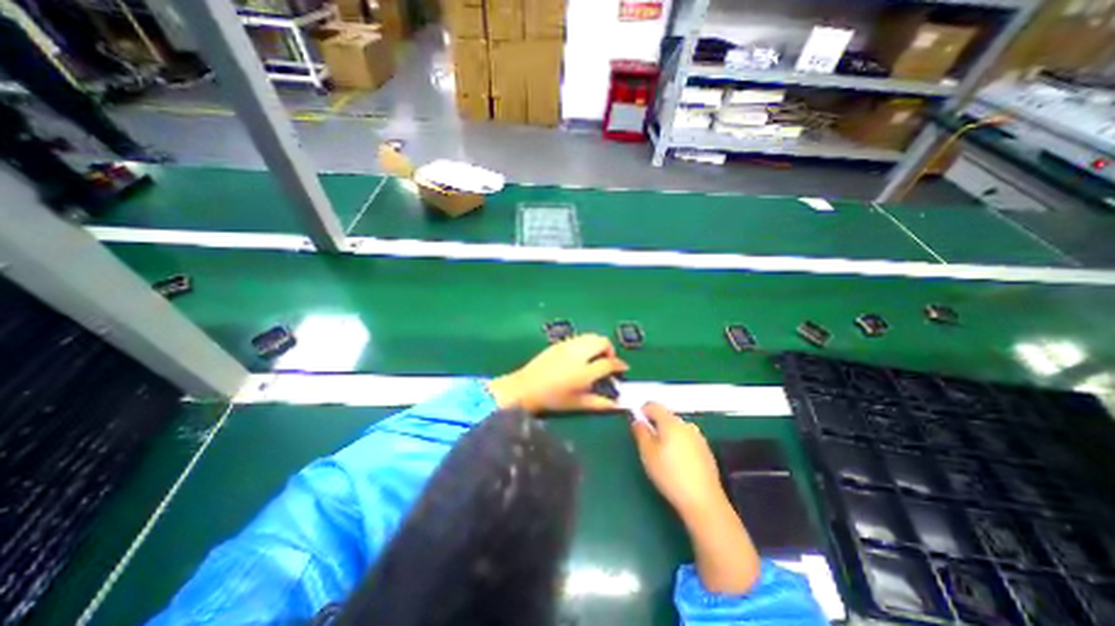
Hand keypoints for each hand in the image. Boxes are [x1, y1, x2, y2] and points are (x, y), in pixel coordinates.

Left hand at [489, 335, 624, 413]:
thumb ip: (600, 403)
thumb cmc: (553, 399)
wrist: (526, 387)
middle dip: (610, 350)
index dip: (619, 365)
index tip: (623, 369)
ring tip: (596, 356)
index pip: (609, 363)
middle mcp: (578, 354)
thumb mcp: (578, 404)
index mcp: (584, 372)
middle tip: (609, 361)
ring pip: (591, 336)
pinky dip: (587, 342)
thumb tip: (618, 404)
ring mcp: (568, 346)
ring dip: (599, 344)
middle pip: (602, 341)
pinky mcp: (559, 343)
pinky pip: (579, 337)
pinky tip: (582, 354)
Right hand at [631, 402, 728, 520]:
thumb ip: (640, 432)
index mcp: (671, 422)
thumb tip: (638, 420)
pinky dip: (679, 445)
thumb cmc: (670, 474)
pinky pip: (687, 440)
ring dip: (667, 435)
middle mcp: (686, 425)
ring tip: (662, 456)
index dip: (643, 411)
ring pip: (677, 429)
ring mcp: (699, 438)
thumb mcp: (647, 453)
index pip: (654, 405)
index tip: (637, 424)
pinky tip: (677, 464)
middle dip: (655, 425)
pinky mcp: (706, 451)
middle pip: (666, 417)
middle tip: (647, 443)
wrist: (703, 501)